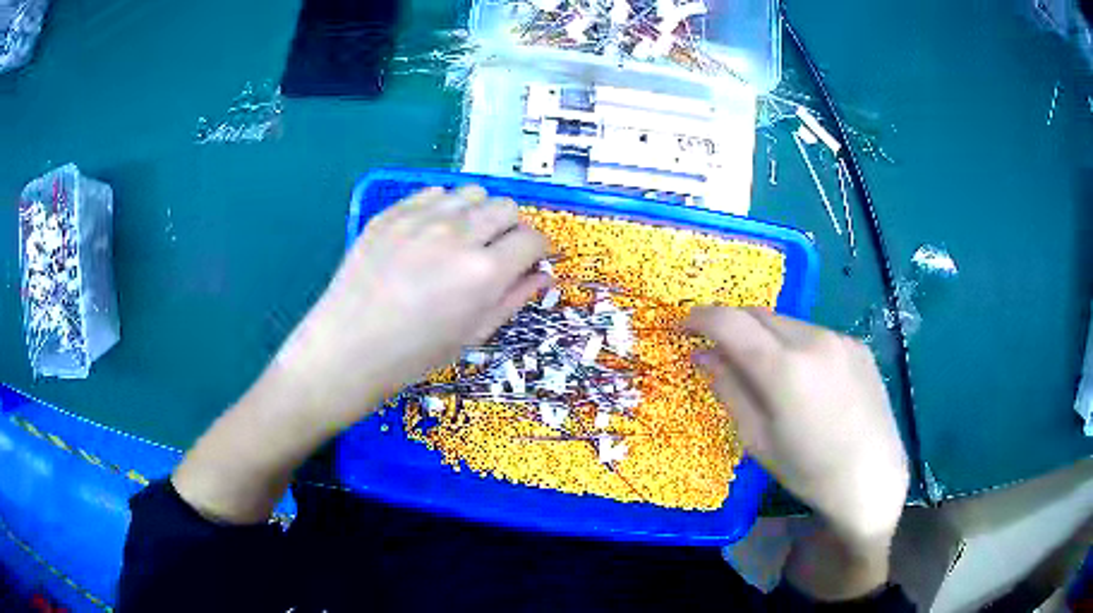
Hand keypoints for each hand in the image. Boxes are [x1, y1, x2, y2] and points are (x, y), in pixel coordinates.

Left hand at [275, 185, 550, 426]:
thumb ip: (513, 299)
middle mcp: (457, 235)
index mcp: (483, 273)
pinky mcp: (391, 214)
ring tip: (464, 239)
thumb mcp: (472, 335)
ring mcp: (420, 219)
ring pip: (472, 194)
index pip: (532, 239)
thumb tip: (544, 275)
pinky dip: (444, 208)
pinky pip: (433, 194)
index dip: (540, 249)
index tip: (533, 259)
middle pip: (505, 207)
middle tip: (498, 251)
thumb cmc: (414, 355)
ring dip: (479, 213)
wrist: (346, 350)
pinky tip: (431, 234)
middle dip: (512, 228)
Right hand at [686, 307, 908, 545]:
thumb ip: (729, 390)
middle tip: (721, 352)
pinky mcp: (857, 345)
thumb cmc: (809, 471)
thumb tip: (703, 356)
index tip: (684, 328)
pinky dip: (796, 345)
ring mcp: (840, 339)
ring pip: (787, 323)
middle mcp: (813, 340)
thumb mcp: (758, 440)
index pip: (730, 322)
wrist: (872, 477)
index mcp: (784, 369)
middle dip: (732, 326)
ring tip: (767, 372)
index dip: (700, 318)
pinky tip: (805, 379)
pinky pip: (815, 334)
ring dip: (765, 336)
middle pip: (758, 314)